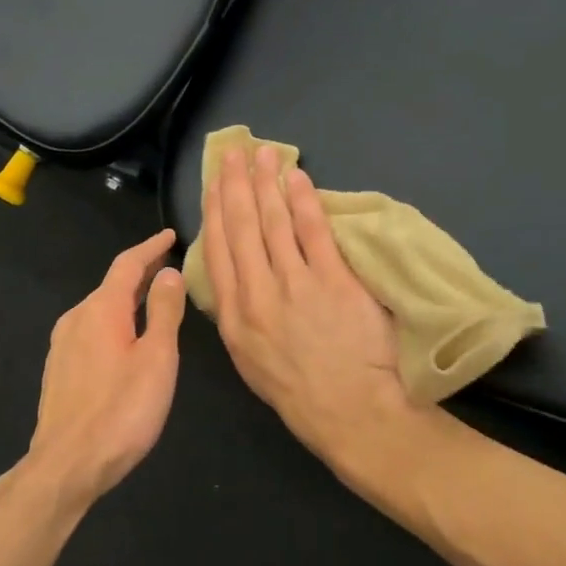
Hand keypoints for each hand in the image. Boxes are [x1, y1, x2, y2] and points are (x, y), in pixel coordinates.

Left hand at [23, 229, 185, 504]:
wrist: (67, 464)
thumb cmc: (122, 410)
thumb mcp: (156, 358)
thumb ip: (164, 312)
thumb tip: (168, 273)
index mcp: (101, 309)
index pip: (128, 265)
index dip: (151, 248)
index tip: (170, 235)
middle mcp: (75, 318)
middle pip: (111, 286)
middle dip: (140, 274)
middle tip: (169, 269)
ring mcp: (62, 345)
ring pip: (99, 310)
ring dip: (126, 301)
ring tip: (152, 302)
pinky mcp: (58, 370)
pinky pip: (90, 331)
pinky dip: (112, 324)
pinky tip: (124, 341)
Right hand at [202, 146, 411, 462]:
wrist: (350, 412)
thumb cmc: (298, 392)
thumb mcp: (250, 360)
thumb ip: (238, 316)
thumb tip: (235, 278)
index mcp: (233, 315)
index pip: (218, 250)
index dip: (215, 211)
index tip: (214, 183)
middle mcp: (257, 294)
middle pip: (242, 228)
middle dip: (236, 185)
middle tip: (234, 153)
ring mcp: (296, 285)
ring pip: (275, 223)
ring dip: (267, 183)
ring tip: (264, 154)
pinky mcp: (334, 281)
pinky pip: (315, 232)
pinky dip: (305, 202)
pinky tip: (298, 179)